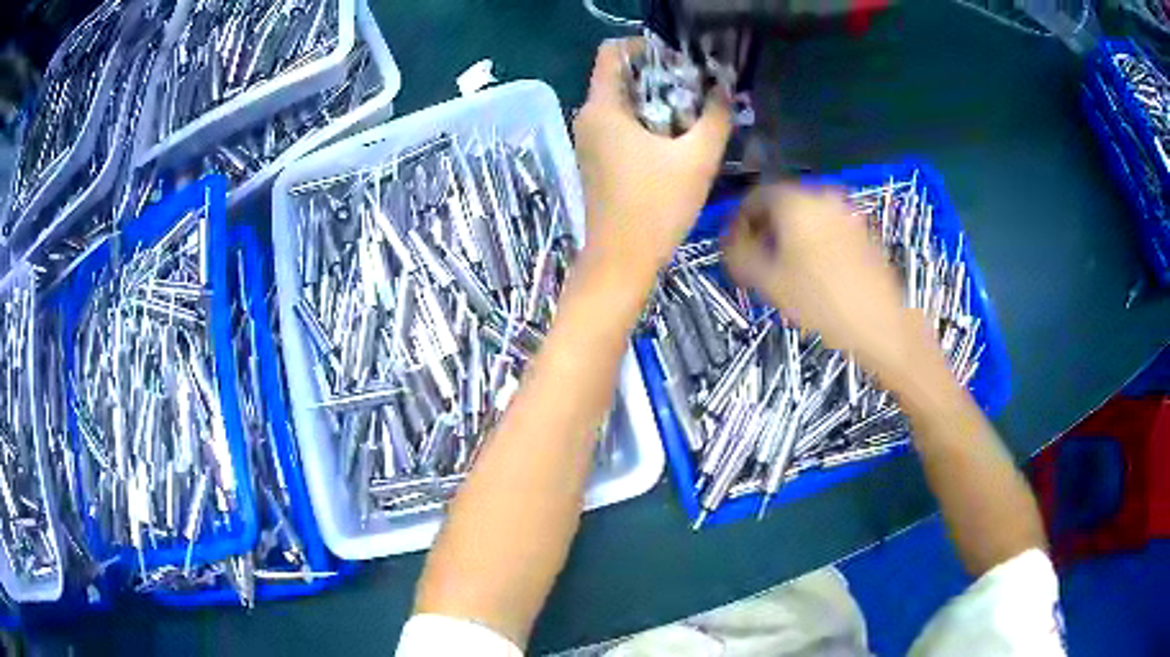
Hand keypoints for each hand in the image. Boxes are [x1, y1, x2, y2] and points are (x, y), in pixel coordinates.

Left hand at [573, 38, 730, 282]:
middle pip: (620, 76)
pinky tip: (675, 141)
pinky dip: (646, 121)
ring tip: (693, 115)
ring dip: (657, 100)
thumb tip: (725, 88)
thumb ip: (716, 117)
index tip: (680, 62)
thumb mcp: (697, 158)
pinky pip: (620, 124)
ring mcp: (589, 140)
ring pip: (622, 102)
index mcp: (602, 108)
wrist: (622, 260)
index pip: (613, 52)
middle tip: (697, 90)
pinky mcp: (596, 159)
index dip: (646, 47)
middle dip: (659, 76)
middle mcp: (588, 117)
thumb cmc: (656, 206)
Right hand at [722, 184, 935, 382]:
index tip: (733, 246)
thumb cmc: (821, 303)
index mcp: (795, 201)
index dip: (737, 221)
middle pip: (781, 203)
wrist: (881, 325)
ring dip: (788, 234)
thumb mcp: (767, 282)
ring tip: (784, 268)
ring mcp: (847, 211)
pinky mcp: (863, 230)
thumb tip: (727, 239)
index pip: (753, 197)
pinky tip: (814, 271)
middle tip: (756, 258)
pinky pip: (828, 226)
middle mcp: (822, 195)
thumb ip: (737, 253)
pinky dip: (813, 239)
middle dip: (764, 227)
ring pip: (806, 215)